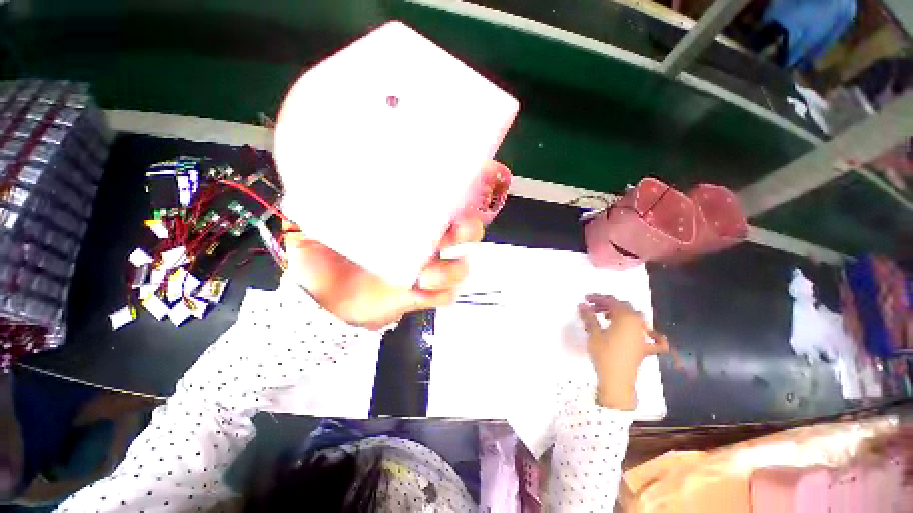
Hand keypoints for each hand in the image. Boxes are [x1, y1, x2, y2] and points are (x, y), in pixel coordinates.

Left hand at [284, 217, 483, 329]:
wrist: (324, 302)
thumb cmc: (325, 261)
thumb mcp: (319, 228)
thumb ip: (320, 205)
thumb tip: (316, 175)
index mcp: (407, 226)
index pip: (442, 210)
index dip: (459, 203)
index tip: (458, 198)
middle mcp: (424, 246)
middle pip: (463, 237)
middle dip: (468, 232)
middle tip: (457, 232)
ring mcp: (426, 273)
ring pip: (459, 268)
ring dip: (451, 270)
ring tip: (426, 275)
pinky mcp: (421, 296)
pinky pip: (446, 296)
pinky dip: (442, 294)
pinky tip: (423, 291)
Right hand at [578, 294, 668, 409]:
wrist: (616, 380)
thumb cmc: (603, 353)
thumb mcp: (593, 333)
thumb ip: (588, 316)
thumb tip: (582, 303)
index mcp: (625, 317)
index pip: (611, 301)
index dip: (598, 298)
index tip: (585, 298)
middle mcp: (638, 323)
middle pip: (623, 306)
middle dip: (607, 304)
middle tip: (592, 307)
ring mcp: (644, 335)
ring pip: (635, 317)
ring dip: (621, 314)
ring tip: (605, 317)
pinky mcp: (645, 348)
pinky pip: (655, 339)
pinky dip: (653, 334)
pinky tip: (649, 333)